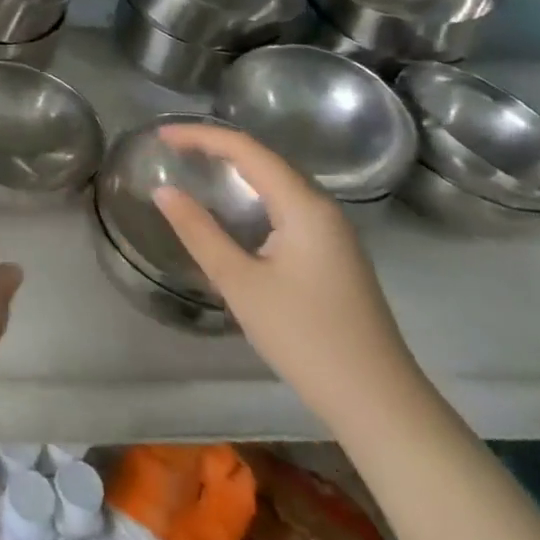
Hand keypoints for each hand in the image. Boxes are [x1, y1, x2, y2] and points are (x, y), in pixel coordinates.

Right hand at [154, 123, 424, 429]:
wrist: (379, 403)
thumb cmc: (305, 338)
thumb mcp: (240, 283)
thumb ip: (199, 232)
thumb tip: (163, 190)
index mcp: (304, 205)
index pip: (246, 149)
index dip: (200, 136)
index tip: (161, 136)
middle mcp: (322, 207)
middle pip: (264, 158)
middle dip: (216, 146)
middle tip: (171, 148)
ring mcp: (333, 231)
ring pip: (278, 181)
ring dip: (236, 168)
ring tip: (195, 166)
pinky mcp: (333, 253)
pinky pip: (287, 204)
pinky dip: (253, 193)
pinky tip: (235, 208)